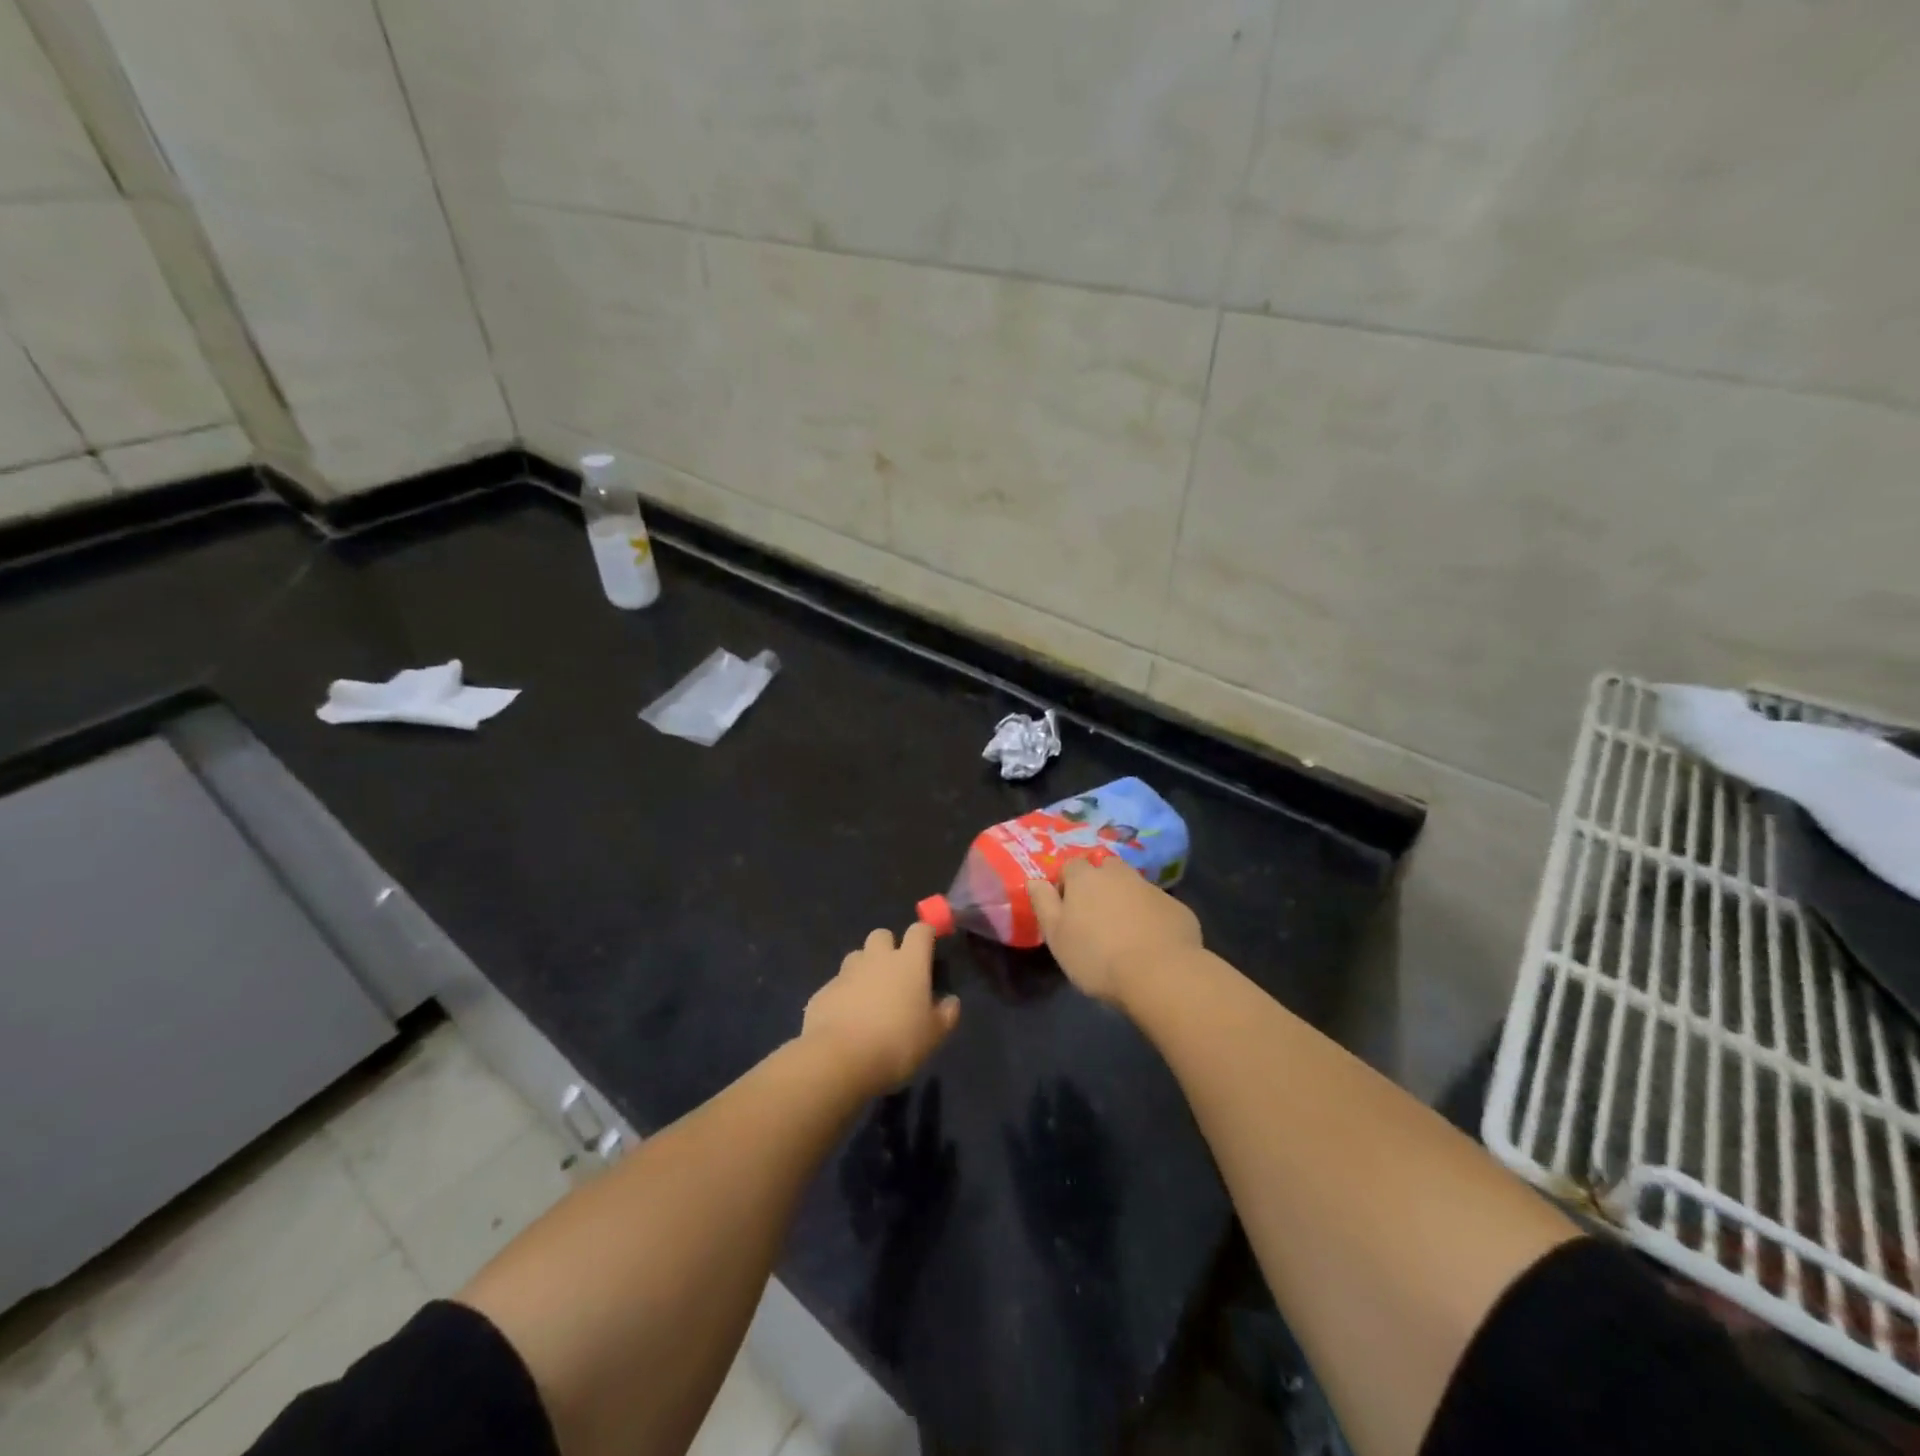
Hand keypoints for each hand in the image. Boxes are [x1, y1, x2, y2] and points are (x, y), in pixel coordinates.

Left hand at [802, 924, 959, 1095]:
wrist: (838, 1059)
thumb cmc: (896, 1044)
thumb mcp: (933, 1036)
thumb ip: (945, 1015)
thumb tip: (950, 1001)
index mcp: (909, 963)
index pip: (920, 930)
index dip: (925, 935)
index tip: (929, 947)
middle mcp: (877, 958)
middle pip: (882, 935)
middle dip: (889, 948)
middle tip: (895, 975)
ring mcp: (846, 973)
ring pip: (857, 956)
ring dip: (864, 969)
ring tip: (869, 997)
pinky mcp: (823, 991)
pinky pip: (837, 984)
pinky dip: (844, 995)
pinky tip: (846, 1020)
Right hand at [1027, 857, 1201, 1007]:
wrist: (1161, 975)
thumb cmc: (1097, 957)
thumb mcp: (1056, 936)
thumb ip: (1043, 903)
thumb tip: (1034, 880)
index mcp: (1086, 878)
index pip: (1071, 867)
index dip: (1066, 885)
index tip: (1066, 910)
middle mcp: (1119, 874)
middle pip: (1105, 869)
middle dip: (1099, 885)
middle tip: (1096, 917)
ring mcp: (1152, 889)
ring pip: (1133, 887)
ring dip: (1126, 901)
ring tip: (1124, 933)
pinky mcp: (1177, 908)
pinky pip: (1157, 908)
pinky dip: (1152, 919)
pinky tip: (1151, 945)